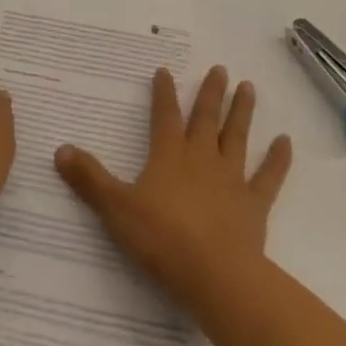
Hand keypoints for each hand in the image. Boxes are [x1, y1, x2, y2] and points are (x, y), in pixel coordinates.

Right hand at [55, 66, 290, 308]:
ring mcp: (231, 179)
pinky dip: (277, 159)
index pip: (164, 115)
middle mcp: (201, 158)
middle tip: (220, 69)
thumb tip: (59, 150)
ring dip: (242, 112)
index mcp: (169, 155)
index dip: (163, 93)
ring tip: (248, 87)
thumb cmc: (162, 239)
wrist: (215, 276)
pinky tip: (285, 142)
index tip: (165, 71)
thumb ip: (89, 179)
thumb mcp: (116, 208)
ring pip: (237, 137)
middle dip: (211, 93)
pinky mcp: (254, 205)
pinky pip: (268, 176)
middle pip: (206, 118)